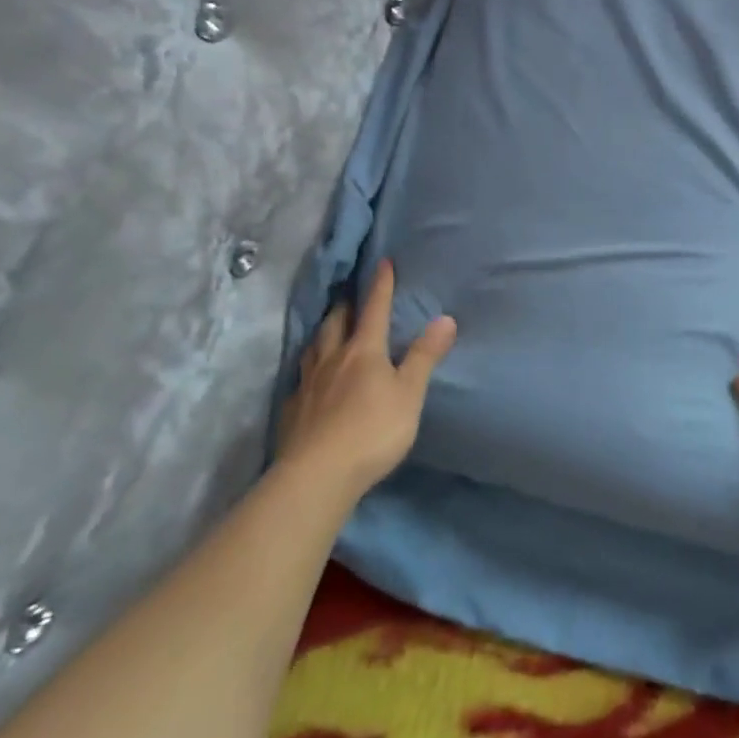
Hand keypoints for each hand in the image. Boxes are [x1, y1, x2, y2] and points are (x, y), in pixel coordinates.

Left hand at [276, 261, 455, 494]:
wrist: (317, 475)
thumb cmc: (372, 430)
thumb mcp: (409, 393)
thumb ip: (425, 356)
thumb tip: (445, 318)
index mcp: (364, 351)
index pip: (374, 310)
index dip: (380, 286)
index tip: (382, 262)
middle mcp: (332, 359)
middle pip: (336, 323)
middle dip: (345, 305)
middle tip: (349, 295)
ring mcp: (308, 384)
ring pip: (314, 347)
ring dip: (323, 332)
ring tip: (328, 328)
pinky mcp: (293, 410)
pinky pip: (300, 378)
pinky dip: (308, 368)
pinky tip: (310, 378)